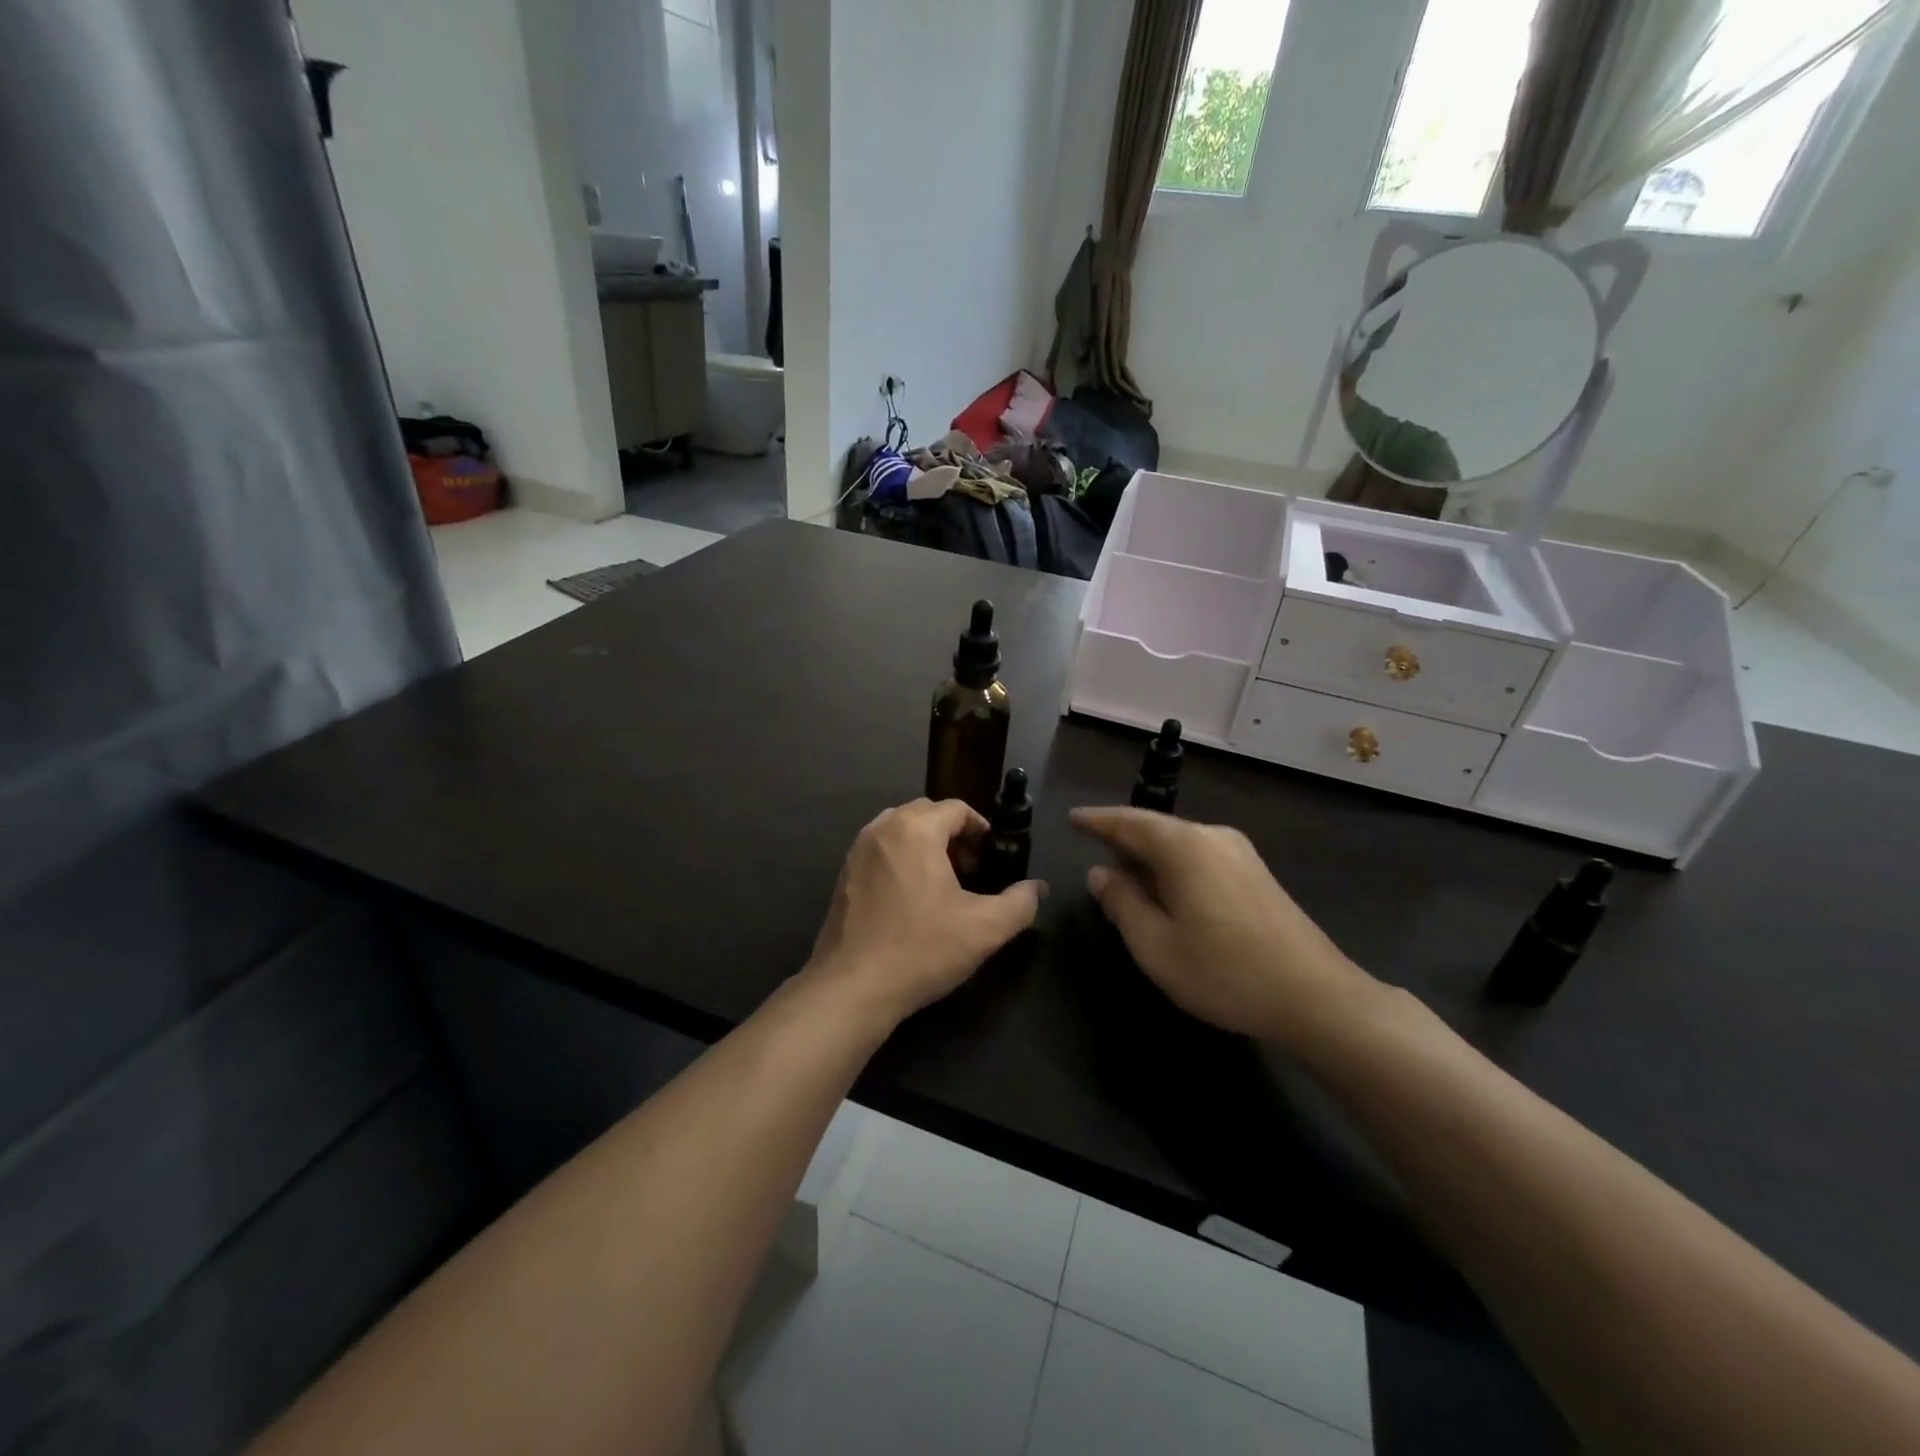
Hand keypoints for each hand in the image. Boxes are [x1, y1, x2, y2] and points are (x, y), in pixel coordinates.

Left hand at [808, 799, 1044, 1026]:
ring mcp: (857, 851)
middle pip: (927, 814)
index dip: (982, 830)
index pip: (957, 809)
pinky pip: (882, 851)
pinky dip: (903, 861)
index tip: (994, 860)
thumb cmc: (921, 950)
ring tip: (944, 886)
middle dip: (955, 836)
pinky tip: (913, 902)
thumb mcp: (984, 929)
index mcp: (914, 829)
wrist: (851, 988)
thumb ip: (1020, 903)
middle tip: (972, 872)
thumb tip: (1037, 888)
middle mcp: (881, 829)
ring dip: (928, 847)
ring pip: (902, 832)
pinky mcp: (844, 875)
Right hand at [1071, 807, 1375, 1047]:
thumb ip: (1122, 903)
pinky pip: (1200, 856)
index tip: (1073, 818)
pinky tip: (1166, 889)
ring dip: (1149, 854)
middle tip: (1092, 846)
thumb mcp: (1156, 945)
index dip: (1097, 820)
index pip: (1128, 822)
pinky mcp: (1256, 873)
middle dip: (1122, 837)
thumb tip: (1100, 873)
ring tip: (1123, 872)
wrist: (1316, 997)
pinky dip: (1173, 865)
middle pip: (1156, 828)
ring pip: (1179, 843)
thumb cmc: (1225, 971)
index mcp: (1184, 847)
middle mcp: (1212, 837)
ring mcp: (1240, 853)